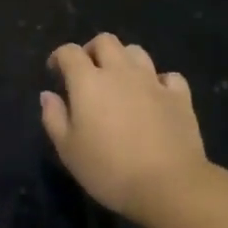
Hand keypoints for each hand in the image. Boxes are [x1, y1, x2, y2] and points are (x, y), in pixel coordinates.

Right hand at [41, 34, 208, 223]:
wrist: (169, 186)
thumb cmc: (109, 169)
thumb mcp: (68, 150)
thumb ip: (54, 117)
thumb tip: (48, 95)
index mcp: (88, 81)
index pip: (69, 52)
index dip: (59, 57)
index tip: (55, 72)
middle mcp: (120, 71)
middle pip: (105, 41)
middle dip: (92, 50)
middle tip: (88, 73)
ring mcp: (153, 81)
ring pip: (136, 52)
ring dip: (124, 60)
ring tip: (120, 81)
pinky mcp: (179, 96)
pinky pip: (169, 76)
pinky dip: (159, 81)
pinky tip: (155, 96)